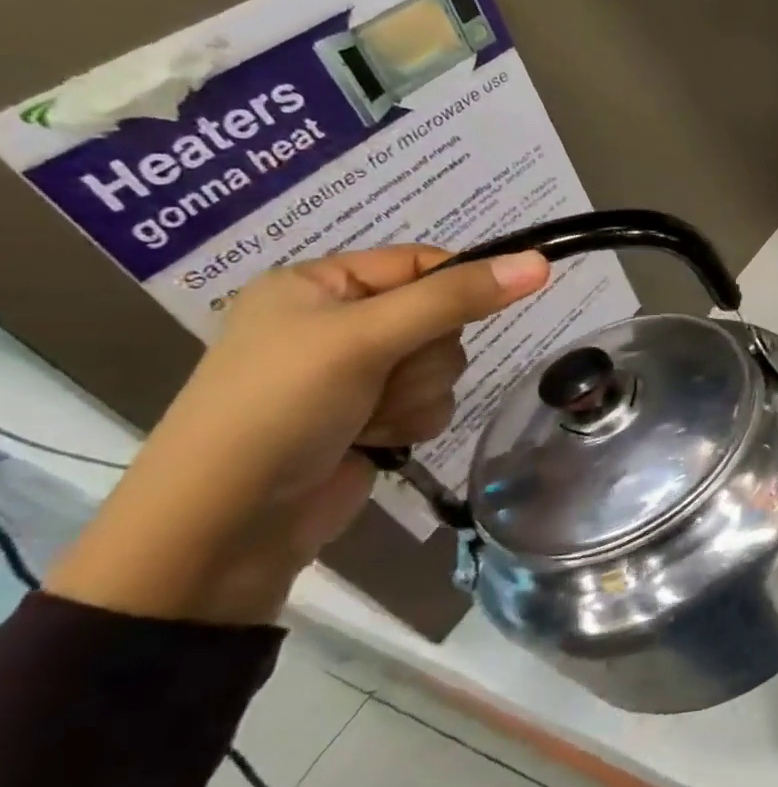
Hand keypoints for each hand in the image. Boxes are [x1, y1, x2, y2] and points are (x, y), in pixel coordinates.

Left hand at [48, 246, 549, 624]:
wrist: (228, 524)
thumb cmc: (282, 407)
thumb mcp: (368, 338)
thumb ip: (457, 299)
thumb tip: (540, 262)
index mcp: (319, 285)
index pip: (422, 263)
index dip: (460, 283)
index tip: (493, 301)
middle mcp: (339, 323)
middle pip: (442, 318)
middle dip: (425, 356)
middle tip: (382, 375)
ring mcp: (356, 374)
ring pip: (442, 365)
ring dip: (418, 394)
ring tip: (368, 417)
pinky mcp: (372, 416)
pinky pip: (433, 402)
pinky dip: (413, 421)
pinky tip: (375, 439)